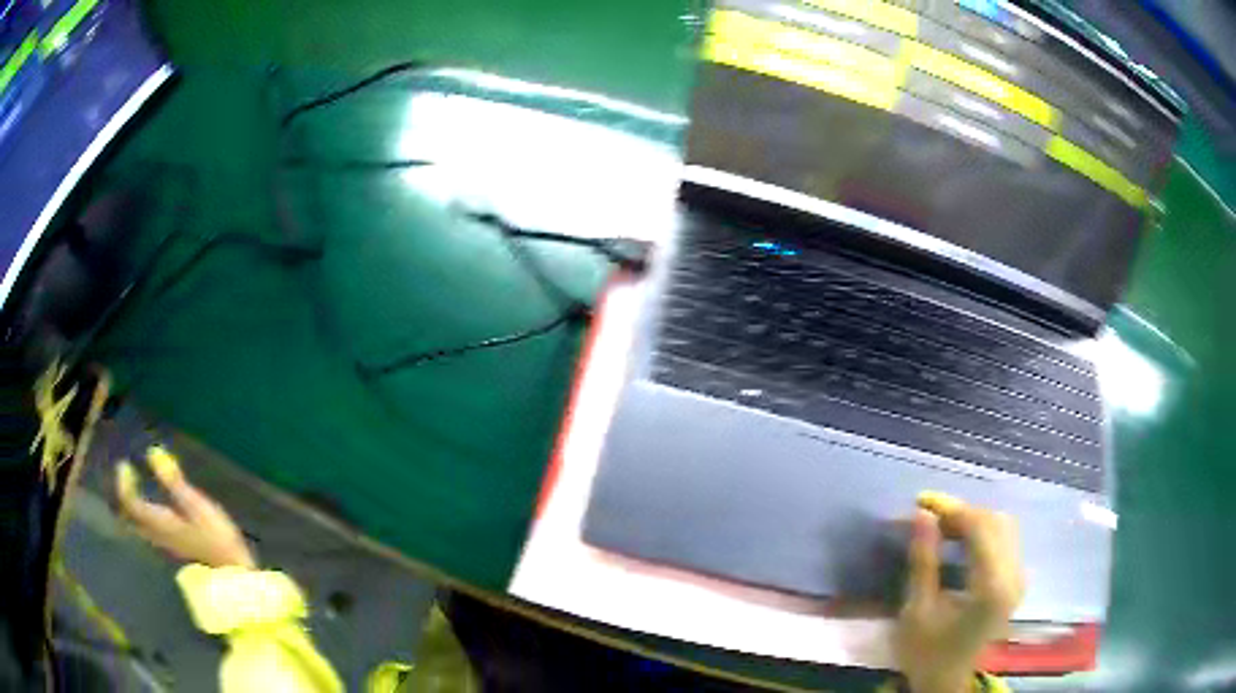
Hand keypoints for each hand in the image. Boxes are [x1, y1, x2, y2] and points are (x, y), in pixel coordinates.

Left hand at [115, 446, 255, 569]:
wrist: (232, 574)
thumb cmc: (215, 538)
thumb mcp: (196, 505)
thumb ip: (173, 481)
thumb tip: (153, 451)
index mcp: (158, 522)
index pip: (130, 503)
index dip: (123, 483)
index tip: (124, 464)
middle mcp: (155, 534)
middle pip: (129, 517)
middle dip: (124, 496)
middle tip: (126, 476)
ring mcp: (164, 544)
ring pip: (138, 525)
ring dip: (132, 507)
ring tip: (136, 489)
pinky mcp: (173, 548)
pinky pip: (148, 530)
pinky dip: (143, 515)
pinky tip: (153, 507)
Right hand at [894, 492, 1023, 692]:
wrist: (945, 682)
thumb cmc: (926, 651)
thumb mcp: (916, 609)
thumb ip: (923, 560)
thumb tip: (921, 515)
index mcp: (991, 587)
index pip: (981, 528)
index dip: (952, 509)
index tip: (921, 502)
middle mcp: (1013, 576)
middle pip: (996, 522)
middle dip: (962, 513)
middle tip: (929, 516)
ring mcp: (1018, 578)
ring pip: (1003, 527)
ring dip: (973, 520)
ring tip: (942, 527)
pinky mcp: (1015, 581)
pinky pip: (1005, 541)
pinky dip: (982, 533)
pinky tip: (960, 540)